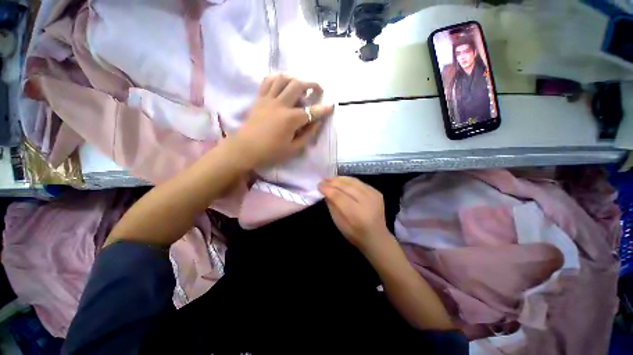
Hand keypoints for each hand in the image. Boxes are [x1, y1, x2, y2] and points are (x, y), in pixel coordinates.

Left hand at [231, 74, 333, 169]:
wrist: (245, 149)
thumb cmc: (271, 152)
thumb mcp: (293, 149)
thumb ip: (308, 135)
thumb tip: (318, 123)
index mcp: (290, 119)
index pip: (312, 111)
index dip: (323, 109)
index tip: (331, 106)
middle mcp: (280, 105)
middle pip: (298, 85)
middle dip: (312, 84)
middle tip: (318, 89)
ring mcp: (268, 99)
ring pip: (283, 79)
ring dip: (295, 77)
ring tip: (301, 83)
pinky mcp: (259, 98)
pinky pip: (268, 81)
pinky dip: (277, 77)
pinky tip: (283, 82)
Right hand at [318, 177, 391, 251]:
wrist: (377, 237)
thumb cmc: (355, 234)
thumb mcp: (339, 223)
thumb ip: (332, 206)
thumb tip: (326, 192)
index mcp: (357, 214)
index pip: (339, 196)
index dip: (328, 189)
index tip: (319, 185)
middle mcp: (367, 202)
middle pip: (347, 186)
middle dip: (332, 182)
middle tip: (323, 180)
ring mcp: (374, 195)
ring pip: (353, 181)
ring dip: (340, 179)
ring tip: (330, 179)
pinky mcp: (377, 192)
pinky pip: (359, 182)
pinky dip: (348, 180)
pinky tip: (341, 181)